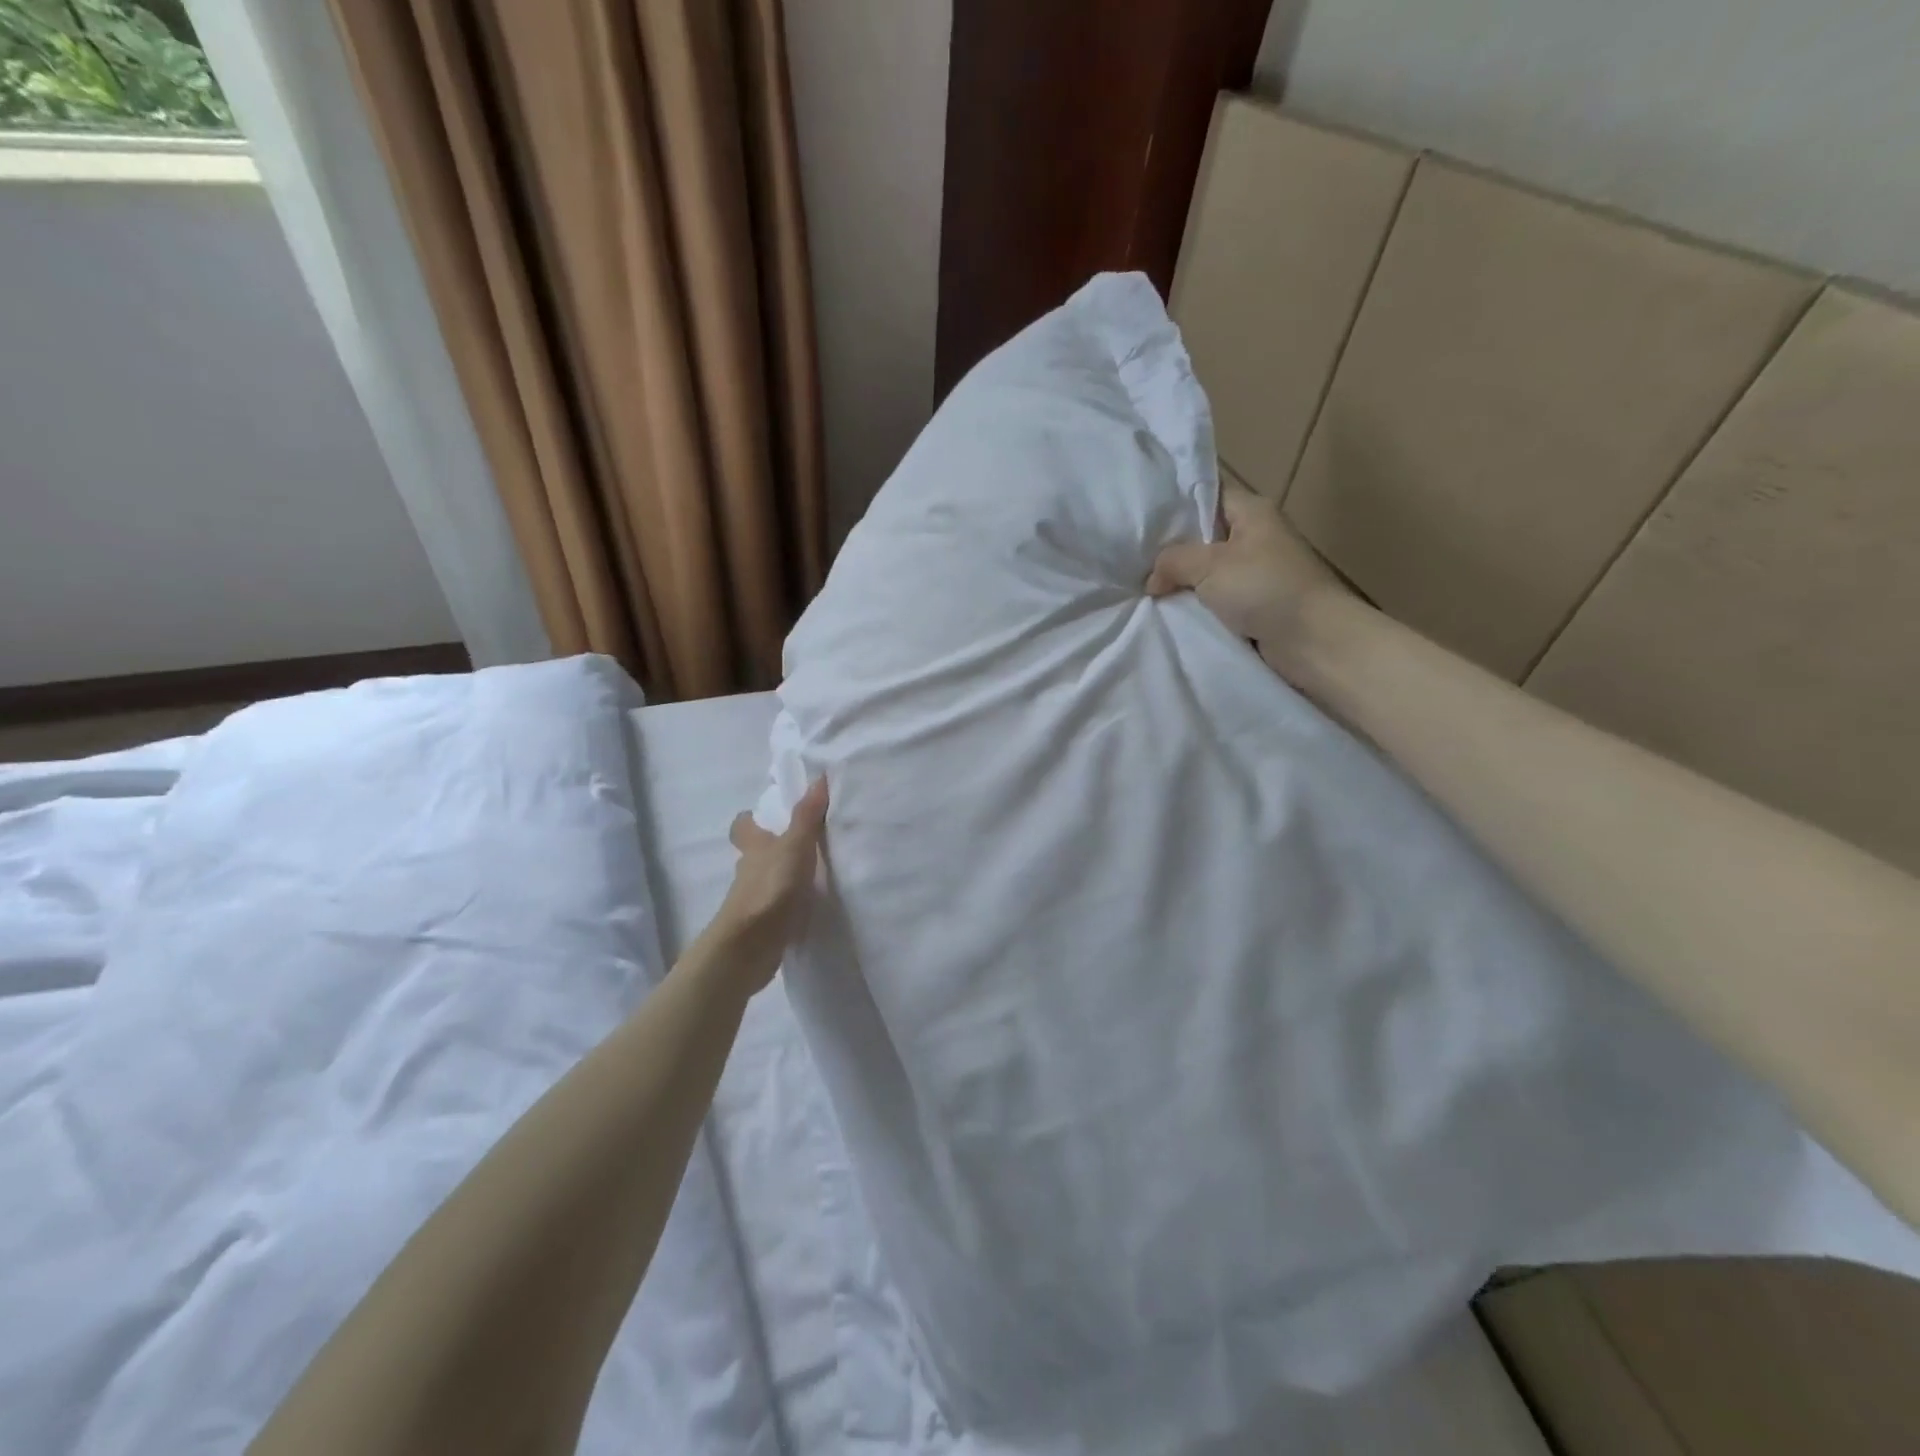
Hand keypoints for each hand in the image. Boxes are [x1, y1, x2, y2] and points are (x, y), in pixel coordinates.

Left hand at [711, 778, 828, 991]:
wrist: (749, 947)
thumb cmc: (770, 888)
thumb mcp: (794, 847)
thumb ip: (807, 816)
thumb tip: (819, 778)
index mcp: (753, 848)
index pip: (743, 827)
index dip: (750, 820)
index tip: (766, 814)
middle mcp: (748, 872)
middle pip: (755, 855)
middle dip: (772, 849)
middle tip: (801, 843)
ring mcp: (753, 901)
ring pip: (766, 881)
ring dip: (783, 877)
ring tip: (814, 875)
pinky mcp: (761, 926)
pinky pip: (776, 908)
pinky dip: (788, 905)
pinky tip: (808, 907)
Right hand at [1145, 477, 1349, 673]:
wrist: (1312, 640)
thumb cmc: (1264, 588)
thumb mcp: (1209, 565)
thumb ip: (1173, 561)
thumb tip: (1151, 578)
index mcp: (1252, 511)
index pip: (1207, 494)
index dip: (1175, 503)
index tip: (1140, 518)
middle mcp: (1256, 536)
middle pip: (1203, 535)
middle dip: (1172, 549)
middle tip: (1134, 559)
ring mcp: (1256, 572)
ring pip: (1208, 571)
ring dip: (1183, 582)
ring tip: (1144, 587)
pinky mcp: (1255, 604)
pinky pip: (1217, 599)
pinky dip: (1197, 605)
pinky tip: (1169, 610)